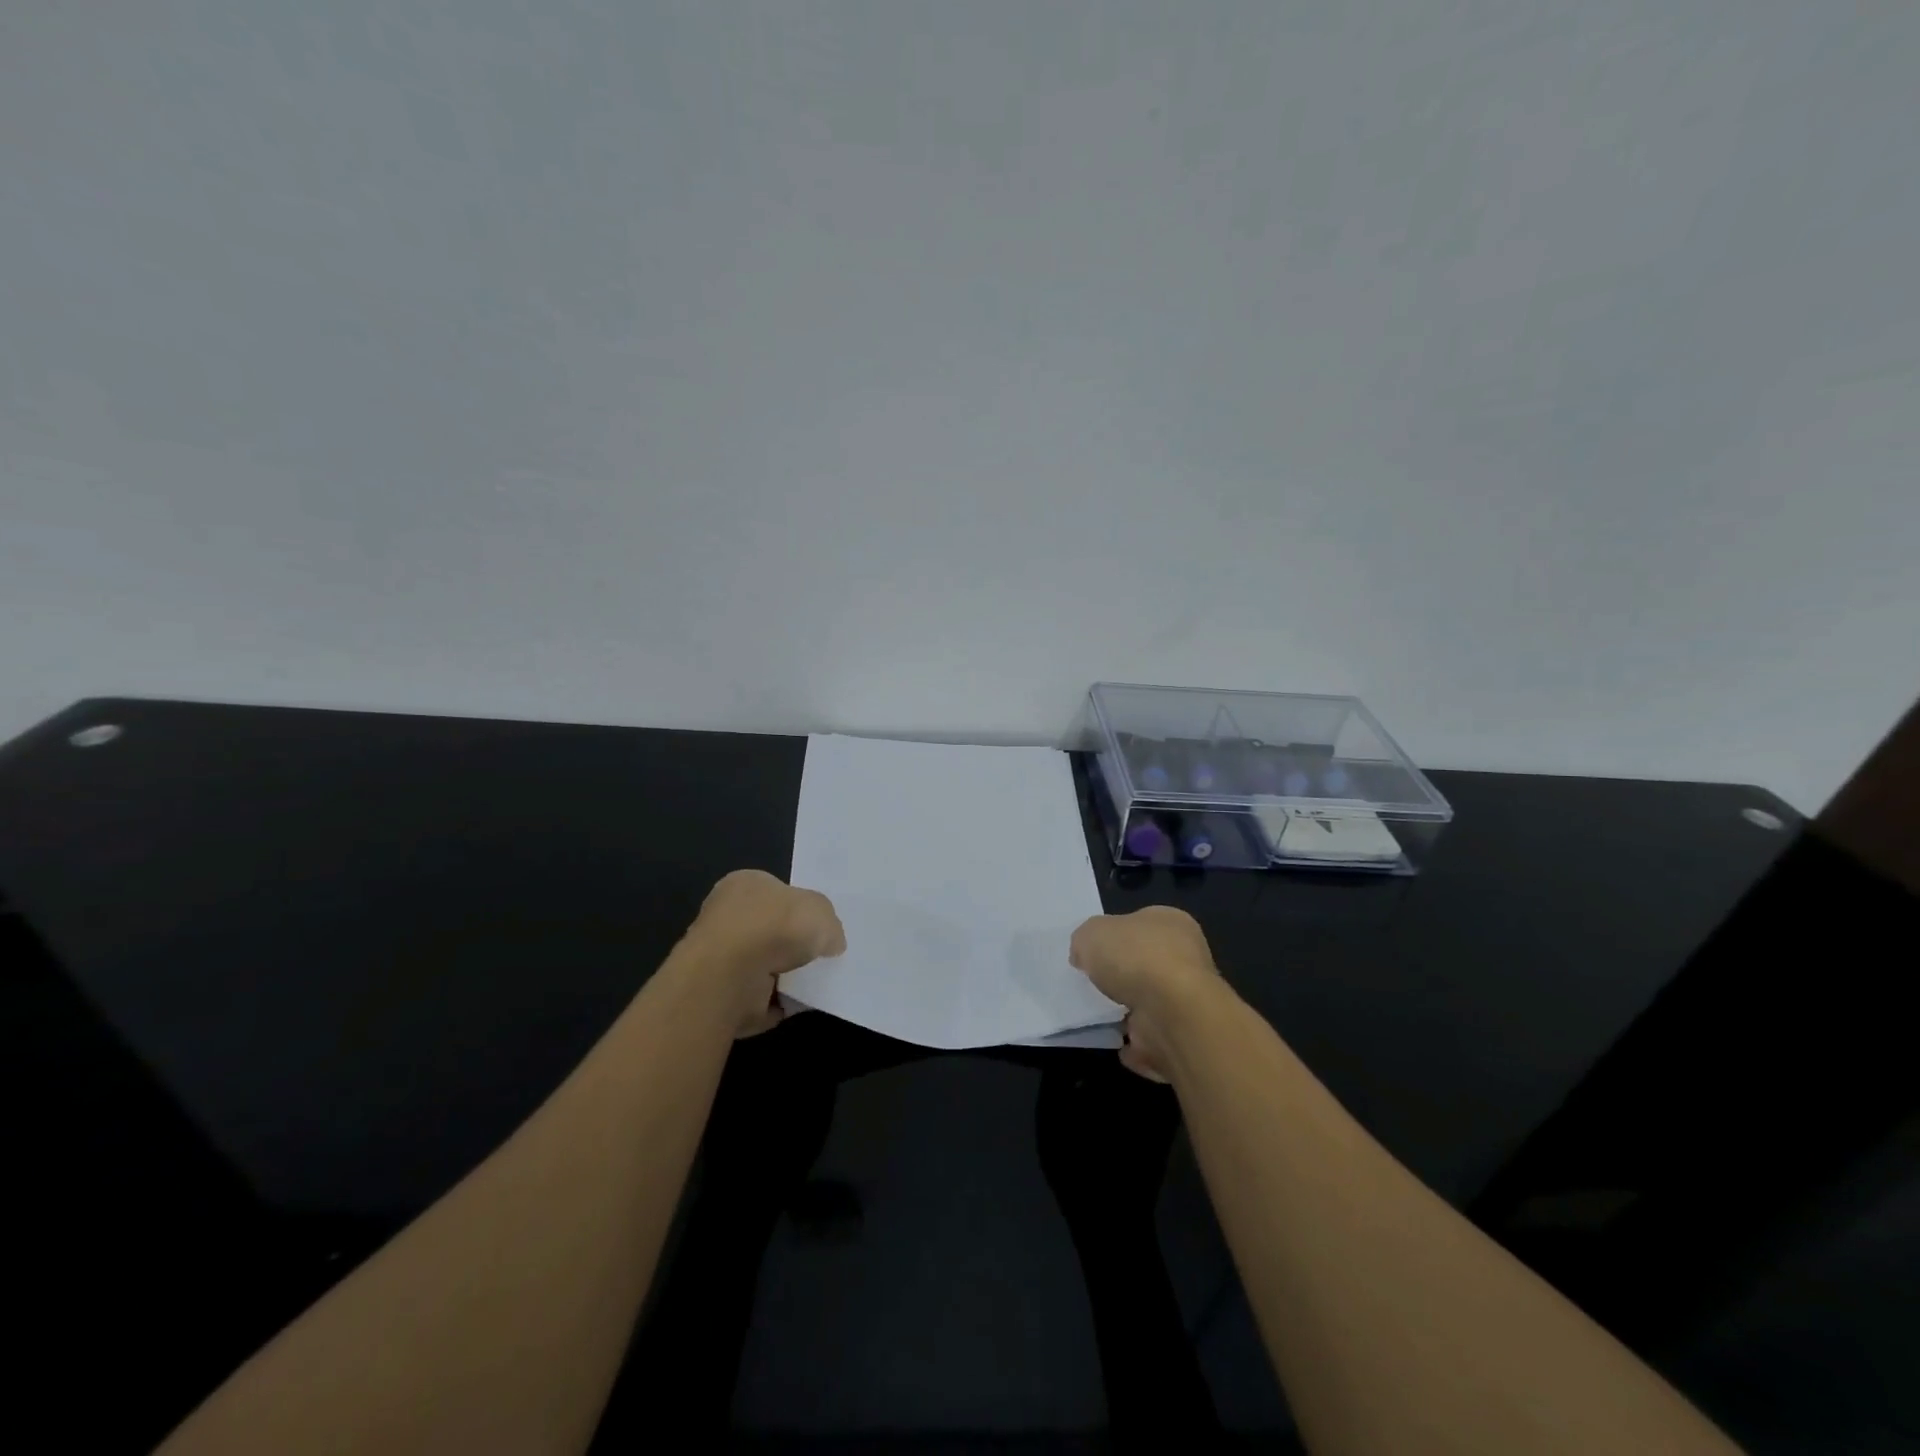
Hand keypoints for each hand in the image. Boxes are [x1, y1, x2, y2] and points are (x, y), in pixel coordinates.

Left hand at [683, 869, 845, 1036]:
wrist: (733, 976)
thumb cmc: (775, 925)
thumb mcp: (821, 910)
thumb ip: (829, 923)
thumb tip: (830, 943)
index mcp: (745, 884)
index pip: (776, 892)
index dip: (800, 908)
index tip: (820, 926)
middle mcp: (728, 916)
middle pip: (770, 929)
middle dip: (792, 943)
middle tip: (823, 955)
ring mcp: (721, 957)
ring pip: (764, 964)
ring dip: (786, 975)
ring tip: (817, 982)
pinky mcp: (722, 994)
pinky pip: (759, 996)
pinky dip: (778, 1001)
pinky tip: (799, 1003)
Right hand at [1069, 906, 1225, 1081]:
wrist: (1171, 1013)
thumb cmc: (1135, 957)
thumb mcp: (1092, 933)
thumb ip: (1085, 941)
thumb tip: (1085, 956)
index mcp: (1171, 922)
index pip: (1141, 923)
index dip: (1116, 935)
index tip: (1094, 952)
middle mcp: (1187, 957)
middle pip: (1147, 962)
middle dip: (1124, 974)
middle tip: (1095, 983)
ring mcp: (1187, 999)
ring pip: (1152, 1001)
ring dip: (1130, 1010)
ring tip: (1100, 1015)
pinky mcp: (1184, 1035)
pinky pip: (1154, 1037)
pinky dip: (1137, 1043)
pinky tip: (1117, 1042)